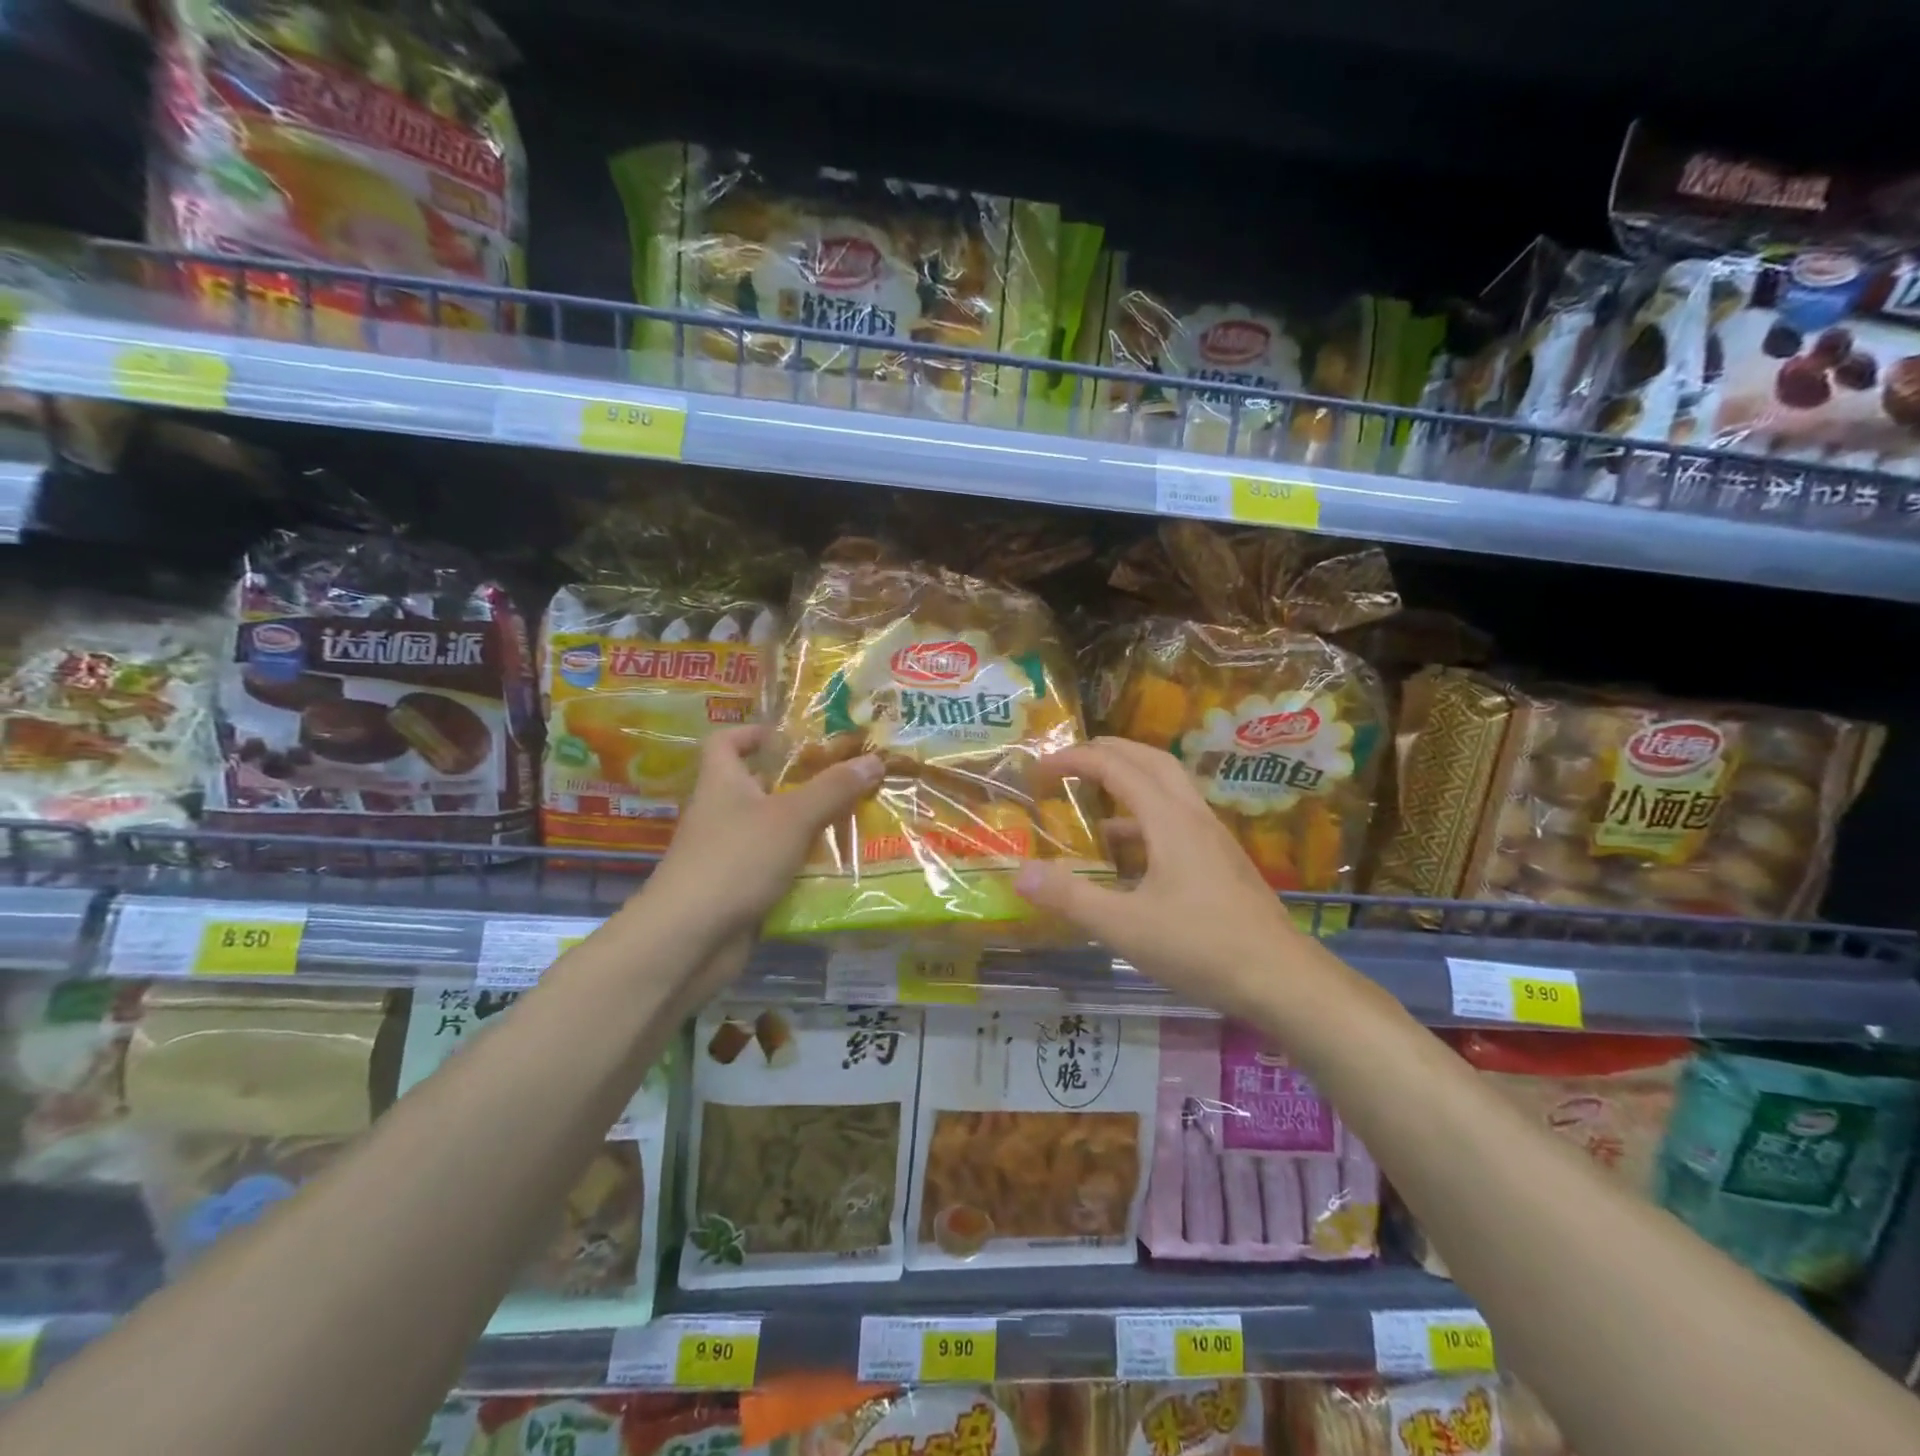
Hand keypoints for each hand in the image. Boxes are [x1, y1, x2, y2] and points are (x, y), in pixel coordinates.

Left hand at [642, 726, 881, 945]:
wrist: (690, 940)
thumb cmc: (736, 860)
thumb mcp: (792, 817)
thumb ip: (833, 789)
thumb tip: (874, 759)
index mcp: (722, 783)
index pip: (726, 742)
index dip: (753, 733)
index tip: (792, 738)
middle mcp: (722, 814)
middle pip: (761, 787)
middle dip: (803, 784)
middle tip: (848, 782)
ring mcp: (729, 855)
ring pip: (775, 831)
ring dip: (810, 829)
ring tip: (857, 822)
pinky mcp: (740, 890)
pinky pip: (778, 869)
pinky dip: (804, 868)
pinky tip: (840, 869)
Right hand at [1013, 737, 1305, 1016]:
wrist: (1283, 980)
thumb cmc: (1201, 947)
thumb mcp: (1124, 926)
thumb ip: (1070, 897)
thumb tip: (1020, 873)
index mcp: (1169, 820)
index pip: (1116, 767)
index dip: (1075, 759)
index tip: (1041, 767)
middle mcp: (1193, 817)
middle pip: (1150, 760)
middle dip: (1107, 752)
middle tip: (1070, 761)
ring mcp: (1213, 838)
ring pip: (1168, 789)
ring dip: (1129, 783)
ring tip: (1093, 805)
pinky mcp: (1222, 861)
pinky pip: (1177, 819)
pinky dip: (1145, 819)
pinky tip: (1129, 856)